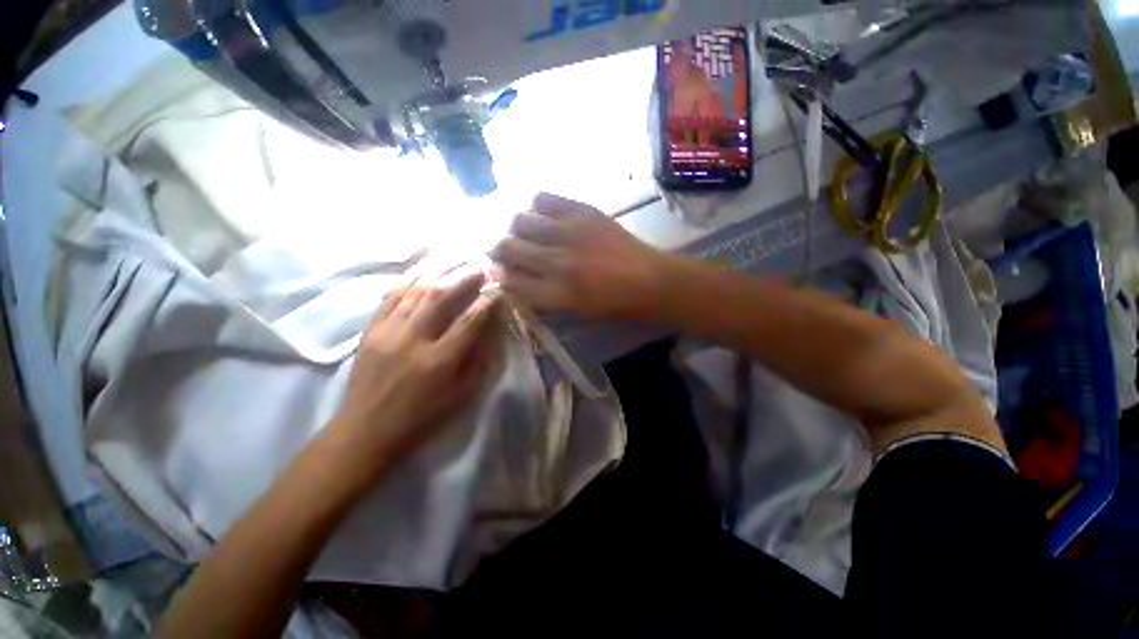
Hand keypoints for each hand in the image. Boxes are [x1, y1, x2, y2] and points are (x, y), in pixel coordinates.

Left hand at [329, 264, 498, 481]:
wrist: (365, 431)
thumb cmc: (421, 418)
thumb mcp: (460, 396)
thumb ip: (477, 361)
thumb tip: (489, 330)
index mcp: (439, 362)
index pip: (470, 321)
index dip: (487, 301)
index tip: (498, 287)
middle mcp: (413, 341)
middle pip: (441, 297)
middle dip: (464, 277)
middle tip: (479, 264)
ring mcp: (387, 332)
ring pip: (415, 290)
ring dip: (438, 269)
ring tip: (454, 255)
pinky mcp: (370, 330)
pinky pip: (390, 296)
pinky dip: (408, 277)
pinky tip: (422, 265)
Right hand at [491, 193, 666, 319]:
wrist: (650, 280)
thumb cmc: (613, 304)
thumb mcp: (574, 311)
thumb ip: (541, 295)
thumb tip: (512, 276)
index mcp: (557, 293)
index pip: (509, 281)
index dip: (498, 275)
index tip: (498, 271)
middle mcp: (557, 262)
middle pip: (507, 248)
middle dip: (498, 250)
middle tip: (505, 250)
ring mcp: (570, 233)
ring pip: (519, 221)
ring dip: (515, 228)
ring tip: (524, 232)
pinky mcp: (583, 211)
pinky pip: (543, 198)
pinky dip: (534, 205)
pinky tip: (542, 215)